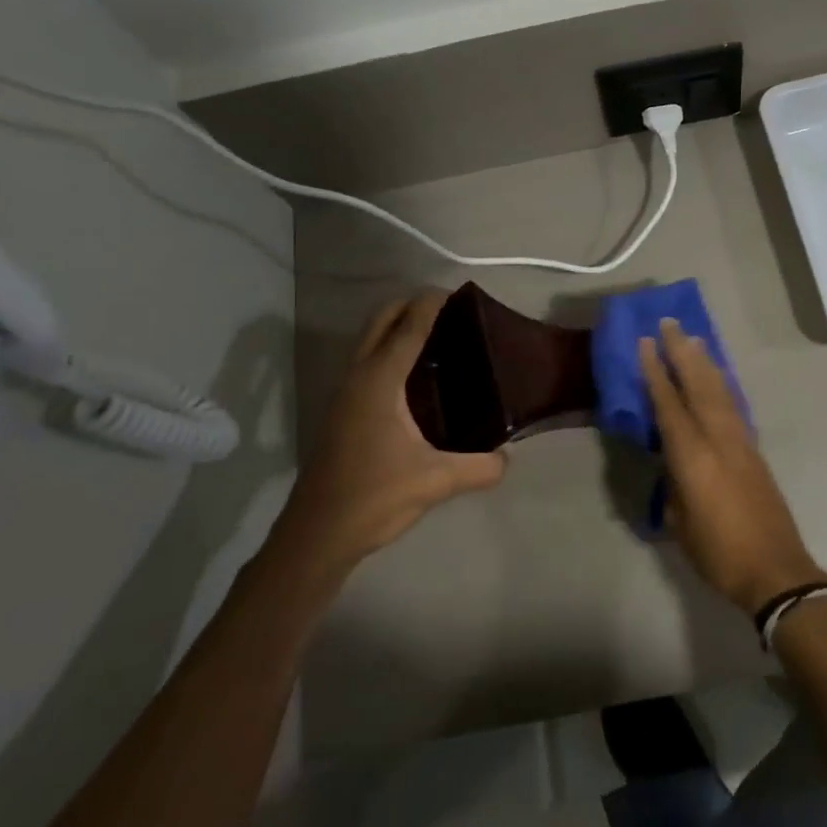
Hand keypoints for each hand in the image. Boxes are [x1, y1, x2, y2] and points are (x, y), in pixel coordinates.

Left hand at [267, 292, 505, 597]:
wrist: (317, 534)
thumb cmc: (374, 497)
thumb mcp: (436, 482)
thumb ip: (480, 467)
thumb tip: (508, 458)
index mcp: (379, 382)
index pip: (408, 327)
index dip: (431, 304)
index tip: (458, 293)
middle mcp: (358, 378)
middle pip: (380, 321)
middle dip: (410, 305)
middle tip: (449, 310)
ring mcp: (344, 394)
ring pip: (369, 341)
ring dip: (396, 326)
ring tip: (437, 336)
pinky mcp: (341, 411)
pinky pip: (366, 362)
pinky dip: (388, 350)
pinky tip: (416, 377)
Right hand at [637, 319, 826, 614]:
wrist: (775, 569)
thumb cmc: (718, 552)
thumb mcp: (680, 522)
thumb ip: (673, 484)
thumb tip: (672, 463)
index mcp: (693, 457)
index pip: (669, 404)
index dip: (655, 372)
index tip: (645, 342)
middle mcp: (718, 439)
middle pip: (698, 385)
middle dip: (682, 352)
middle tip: (670, 323)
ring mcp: (740, 442)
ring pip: (719, 391)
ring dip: (704, 362)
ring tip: (693, 338)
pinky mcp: (754, 451)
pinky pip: (732, 405)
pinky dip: (721, 384)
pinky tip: (717, 377)